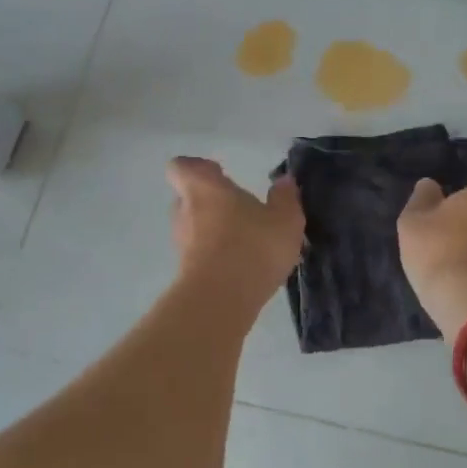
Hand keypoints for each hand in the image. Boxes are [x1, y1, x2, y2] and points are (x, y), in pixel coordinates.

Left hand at [167, 157, 304, 307]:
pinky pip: (199, 255)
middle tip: (238, 210)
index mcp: (204, 188)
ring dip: (213, 232)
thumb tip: (284, 181)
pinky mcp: (185, 273)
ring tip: (245, 242)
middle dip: (210, 202)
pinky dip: (215, 257)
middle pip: (188, 198)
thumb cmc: (253, 246)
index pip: (182, 167)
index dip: (197, 168)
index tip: (219, 173)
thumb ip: (285, 198)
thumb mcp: (285, 219)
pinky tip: (242, 267)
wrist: (222, 300)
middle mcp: (185, 211)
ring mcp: (181, 244)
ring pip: (193, 228)